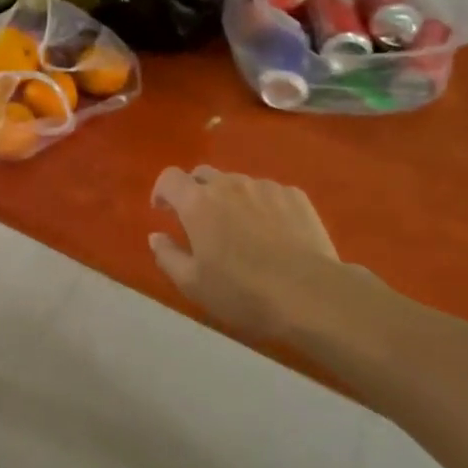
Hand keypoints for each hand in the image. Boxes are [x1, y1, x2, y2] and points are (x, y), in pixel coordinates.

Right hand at [149, 166, 358, 342]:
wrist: (311, 293)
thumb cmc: (243, 292)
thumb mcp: (193, 284)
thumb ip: (167, 256)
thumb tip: (156, 236)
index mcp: (197, 202)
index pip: (169, 177)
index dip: (162, 190)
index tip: (164, 210)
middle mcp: (228, 184)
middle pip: (203, 174)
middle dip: (195, 192)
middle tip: (201, 222)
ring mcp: (264, 186)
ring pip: (238, 183)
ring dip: (230, 199)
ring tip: (242, 230)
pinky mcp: (294, 195)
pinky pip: (268, 193)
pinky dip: (262, 206)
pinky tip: (274, 234)